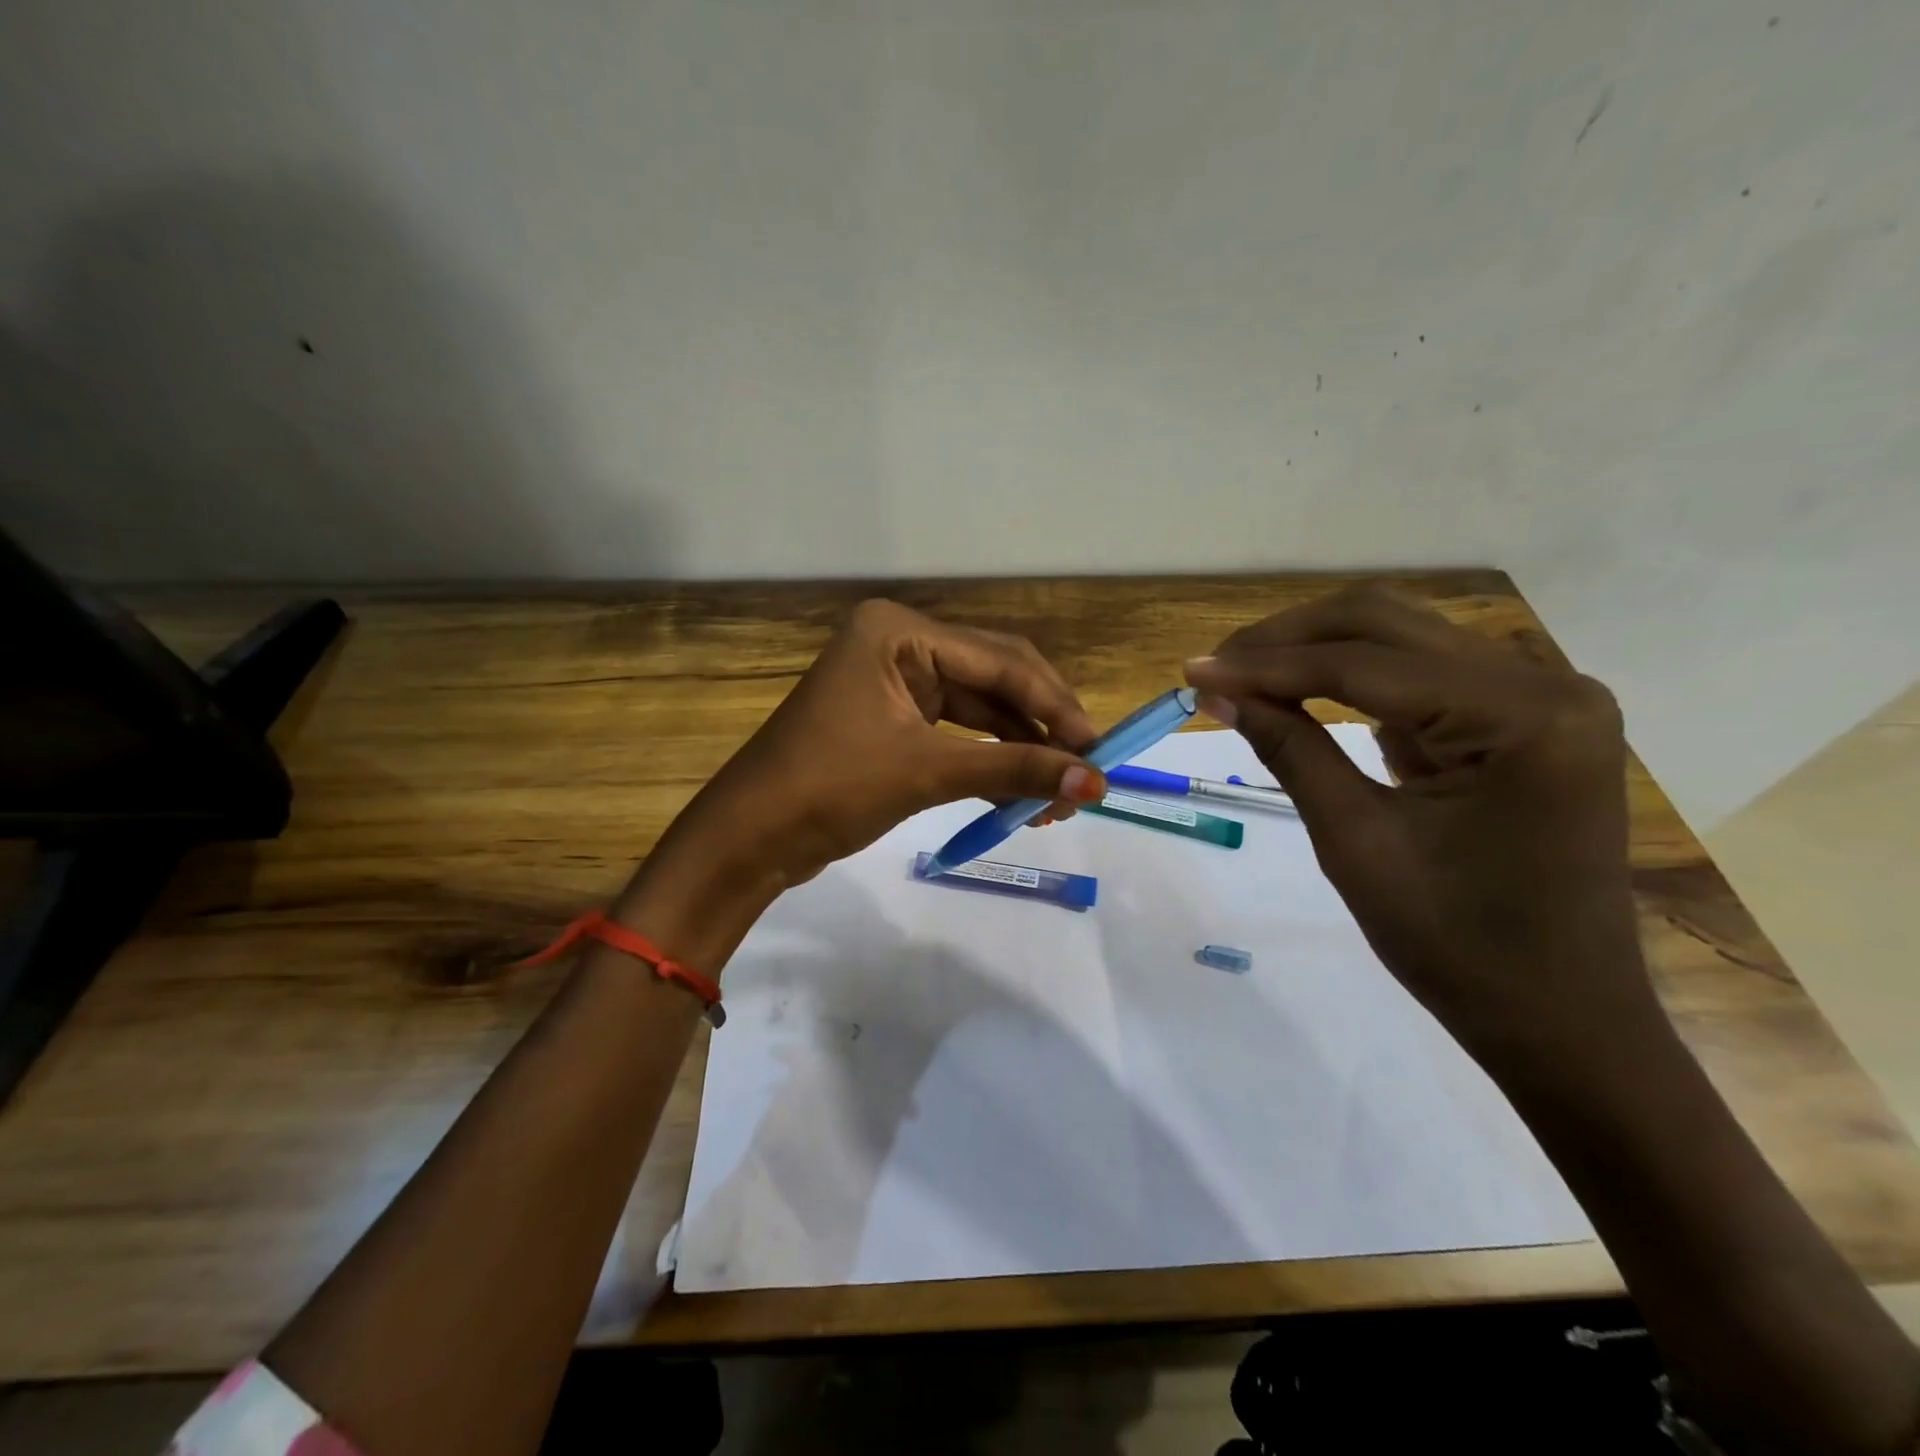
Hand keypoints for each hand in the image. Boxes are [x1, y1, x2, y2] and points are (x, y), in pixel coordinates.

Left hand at [660, 599, 1105, 898]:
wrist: (749, 839)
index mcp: (900, 632)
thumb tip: (1094, 782)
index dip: (1054, 706)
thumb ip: (1013, 771)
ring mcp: (896, 681)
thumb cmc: (829, 788)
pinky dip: (990, 760)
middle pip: (994, 678)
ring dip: (1020, 749)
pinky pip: (958, 732)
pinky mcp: (894, 718)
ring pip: (980, 709)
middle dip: (1041, 726)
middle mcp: (901, 644)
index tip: (1099, 751)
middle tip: (1085, 771)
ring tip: (1059, 794)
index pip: (999, 662)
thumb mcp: (926, 773)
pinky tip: (1022, 791)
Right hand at [1184, 584, 1651, 1062]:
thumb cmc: (1456, 945)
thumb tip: (1215, 692)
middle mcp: (1545, 684)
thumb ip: (1288, 750)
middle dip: (1290, 640)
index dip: (1267, 665)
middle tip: (1216, 668)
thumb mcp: (1355, 841)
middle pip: (1388, 625)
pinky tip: (1301, 695)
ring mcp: (1541, 698)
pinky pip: (1422, 675)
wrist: (1558, 1018)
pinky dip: (1354, 680)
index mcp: (1523, 716)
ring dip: (1317, 652)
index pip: (1365, 665)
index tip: (1192, 671)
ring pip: (1403, 639)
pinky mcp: (1523, 719)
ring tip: (1245, 678)